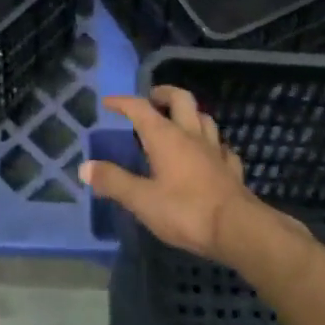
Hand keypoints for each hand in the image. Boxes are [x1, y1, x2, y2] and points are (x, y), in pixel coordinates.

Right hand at [83, 87, 275, 264]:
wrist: (239, 230)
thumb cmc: (186, 211)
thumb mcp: (142, 200)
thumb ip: (114, 182)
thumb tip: (85, 167)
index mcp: (165, 137)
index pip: (140, 108)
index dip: (123, 102)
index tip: (108, 102)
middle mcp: (191, 134)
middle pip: (180, 99)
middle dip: (164, 94)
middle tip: (151, 99)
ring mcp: (215, 150)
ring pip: (204, 118)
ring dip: (190, 114)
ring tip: (178, 122)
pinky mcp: (232, 169)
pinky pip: (221, 146)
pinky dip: (210, 144)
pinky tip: (208, 153)